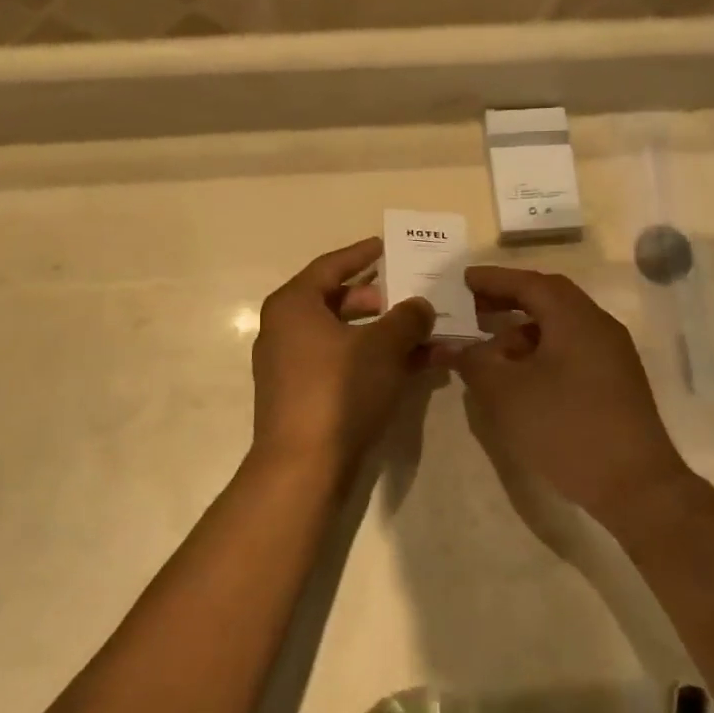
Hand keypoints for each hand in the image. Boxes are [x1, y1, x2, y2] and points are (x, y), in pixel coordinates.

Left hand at [250, 238, 434, 470]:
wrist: (304, 466)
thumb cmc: (339, 390)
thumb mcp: (383, 346)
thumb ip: (407, 318)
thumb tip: (419, 305)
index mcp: (294, 305)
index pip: (331, 266)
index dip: (361, 254)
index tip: (386, 246)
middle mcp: (286, 330)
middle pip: (339, 302)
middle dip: (382, 300)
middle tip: (413, 296)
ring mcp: (293, 366)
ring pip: (347, 337)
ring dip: (387, 335)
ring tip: (427, 334)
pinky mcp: (305, 396)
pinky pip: (344, 365)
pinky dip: (375, 360)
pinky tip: (414, 366)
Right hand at [452, 267, 691, 518]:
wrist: (635, 485)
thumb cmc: (566, 428)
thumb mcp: (506, 394)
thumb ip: (474, 361)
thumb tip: (452, 346)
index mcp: (575, 318)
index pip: (529, 283)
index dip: (492, 280)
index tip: (461, 280)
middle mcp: (598, 326)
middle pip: (548, 299)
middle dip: (507, 301)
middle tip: (471, 309)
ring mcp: (612, 354)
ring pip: (560, 326)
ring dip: (523, 330)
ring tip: (489, 348)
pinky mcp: (615, 381)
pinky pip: (572, 349)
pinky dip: (541, 351)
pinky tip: (519, 376)